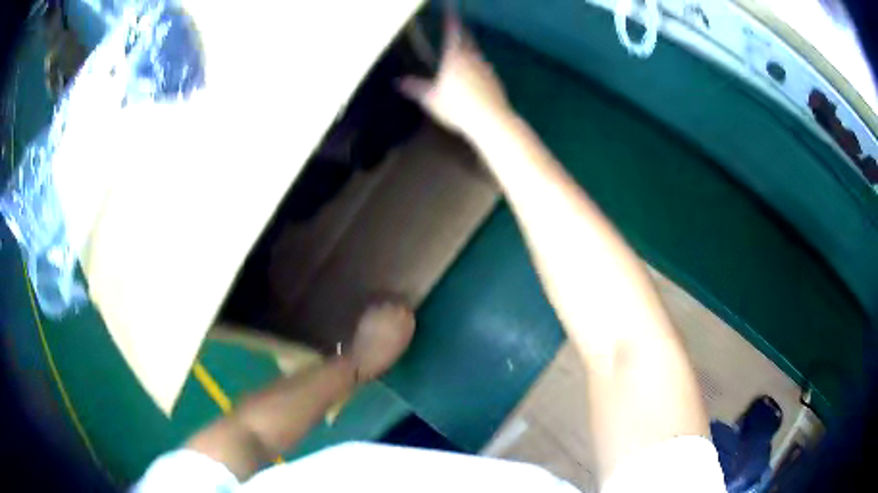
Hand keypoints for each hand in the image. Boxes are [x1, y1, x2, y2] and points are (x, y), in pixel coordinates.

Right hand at [399, 15, 511, 136]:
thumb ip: (415, 88)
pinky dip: (478, 67)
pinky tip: (475, 76)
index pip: (452, 33)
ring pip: (477, 54)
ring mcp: (487, 69)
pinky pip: (484, 68)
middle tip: (456, 29)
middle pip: (467, 40)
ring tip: (463, 52)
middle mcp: (473, 58)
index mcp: (455, 56)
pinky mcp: (496, 81)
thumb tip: (398, 81)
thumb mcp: (430, 99)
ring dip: (469, 50)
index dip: (451, 21)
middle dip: (461, 33)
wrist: (490, 120)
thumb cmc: (457, 107)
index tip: (450, 12)